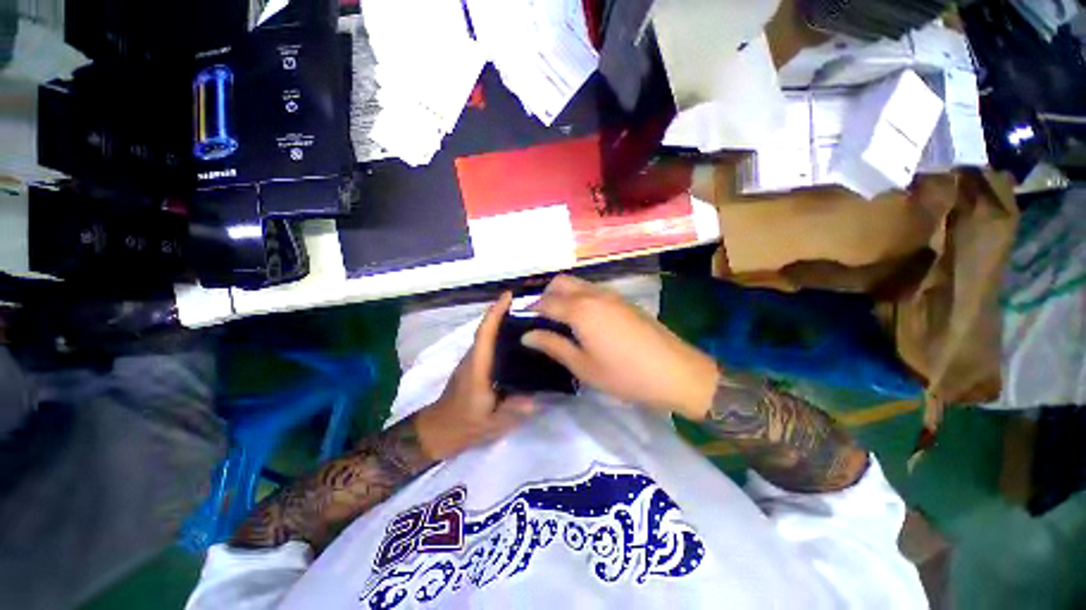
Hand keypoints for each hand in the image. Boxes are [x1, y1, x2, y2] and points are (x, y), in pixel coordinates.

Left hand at [414, 292, 535, 459]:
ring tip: (529, 320)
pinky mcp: (474, 366)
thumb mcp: (491, 424)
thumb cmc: (463, 425)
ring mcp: (472, 361)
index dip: (495, 312)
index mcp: (477, 368)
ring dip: (502, 322)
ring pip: (487, 335)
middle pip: (487, 329)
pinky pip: (488, 344)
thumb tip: (535, 400)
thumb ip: (511, 411)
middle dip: (503, 312)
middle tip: (531, 308)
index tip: (508, 295)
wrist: (438, 431)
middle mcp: (473, 358)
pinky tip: (519, 341)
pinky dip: (500, 335)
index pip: (485, 334)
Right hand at [522, 275, 719, 419]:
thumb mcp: (583, 365)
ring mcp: (611, 294)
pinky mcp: (623, 300)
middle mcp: (593, 294)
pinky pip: (593, 290)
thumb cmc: (624, 374)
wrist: (675, 371)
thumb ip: (553, 345)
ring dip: (564, 295)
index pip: (546, 302)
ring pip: (578, 284)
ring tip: (561, 321)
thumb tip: (527, 335)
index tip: (523, 322)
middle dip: (546, 295)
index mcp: (580, 310)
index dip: (531, 310)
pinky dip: (580, 297)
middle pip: (561, 283)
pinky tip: (584, 320)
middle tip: (542, 320)